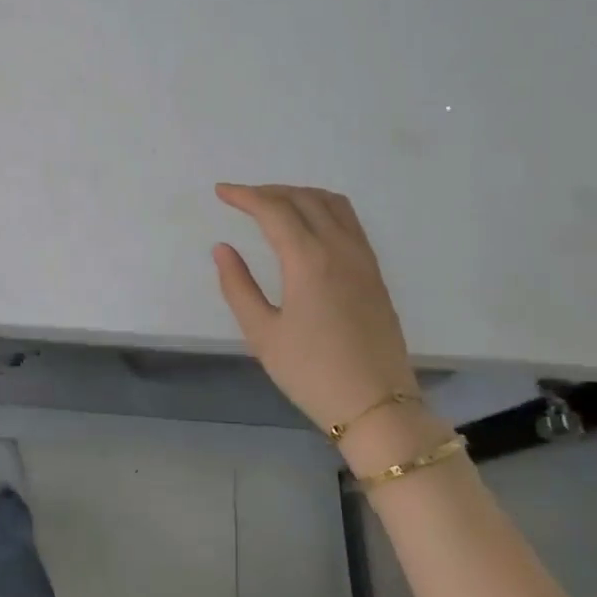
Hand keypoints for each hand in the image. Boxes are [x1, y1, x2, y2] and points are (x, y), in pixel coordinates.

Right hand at [212, 184, 419, 436]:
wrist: (376, 405)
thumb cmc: (311, 372)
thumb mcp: (262, 334)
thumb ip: (238, 286)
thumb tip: (223, 249)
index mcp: (309, 260)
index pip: (274, 210)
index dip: (244, 196)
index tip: (220, 192)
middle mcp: (340, 249)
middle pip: (304, 199)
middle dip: (269, 191)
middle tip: (240, 198)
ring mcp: (363, 259)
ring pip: (332, 204)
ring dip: (299, 195)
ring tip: (273, 205)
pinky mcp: (374, 273)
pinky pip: (349, 221)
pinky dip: (323, 208)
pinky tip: (308, 226)